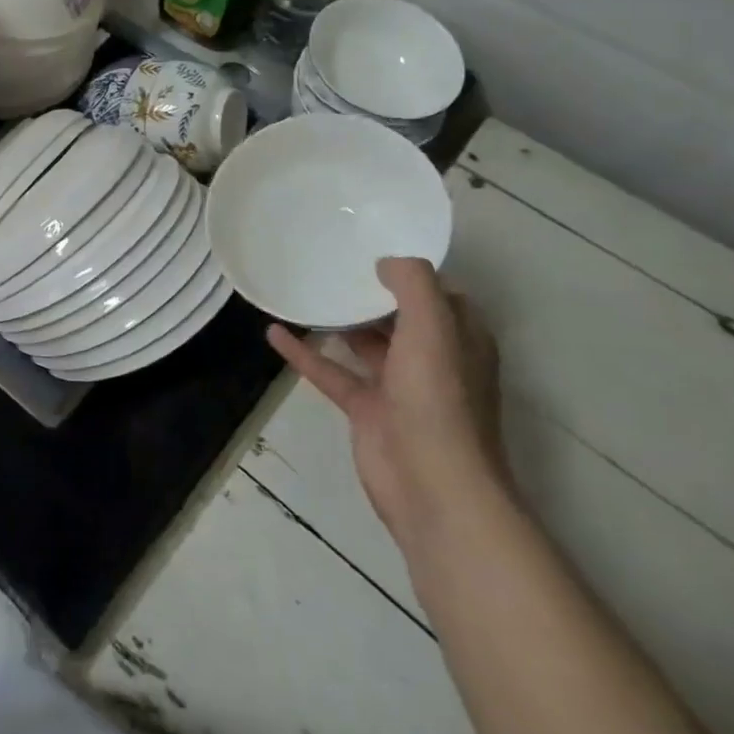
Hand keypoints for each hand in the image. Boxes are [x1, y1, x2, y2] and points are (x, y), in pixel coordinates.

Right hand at [267, 258, 506, 549]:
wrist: (432, 486)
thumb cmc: (438, 399)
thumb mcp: (433, 326)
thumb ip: (413, 284)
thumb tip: (386, 263)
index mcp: (459, 339)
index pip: (439, 295)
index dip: (411, 272)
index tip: (373, 247)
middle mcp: (432, 360)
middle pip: (398, 316)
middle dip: (369, 292)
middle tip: (330, 263)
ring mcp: (398, 387)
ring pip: (363, 343)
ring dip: (337, 320)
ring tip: (303, 290)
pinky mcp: (366, 410)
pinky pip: (331, 372)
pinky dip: (304, 353)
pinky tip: (274, 333)